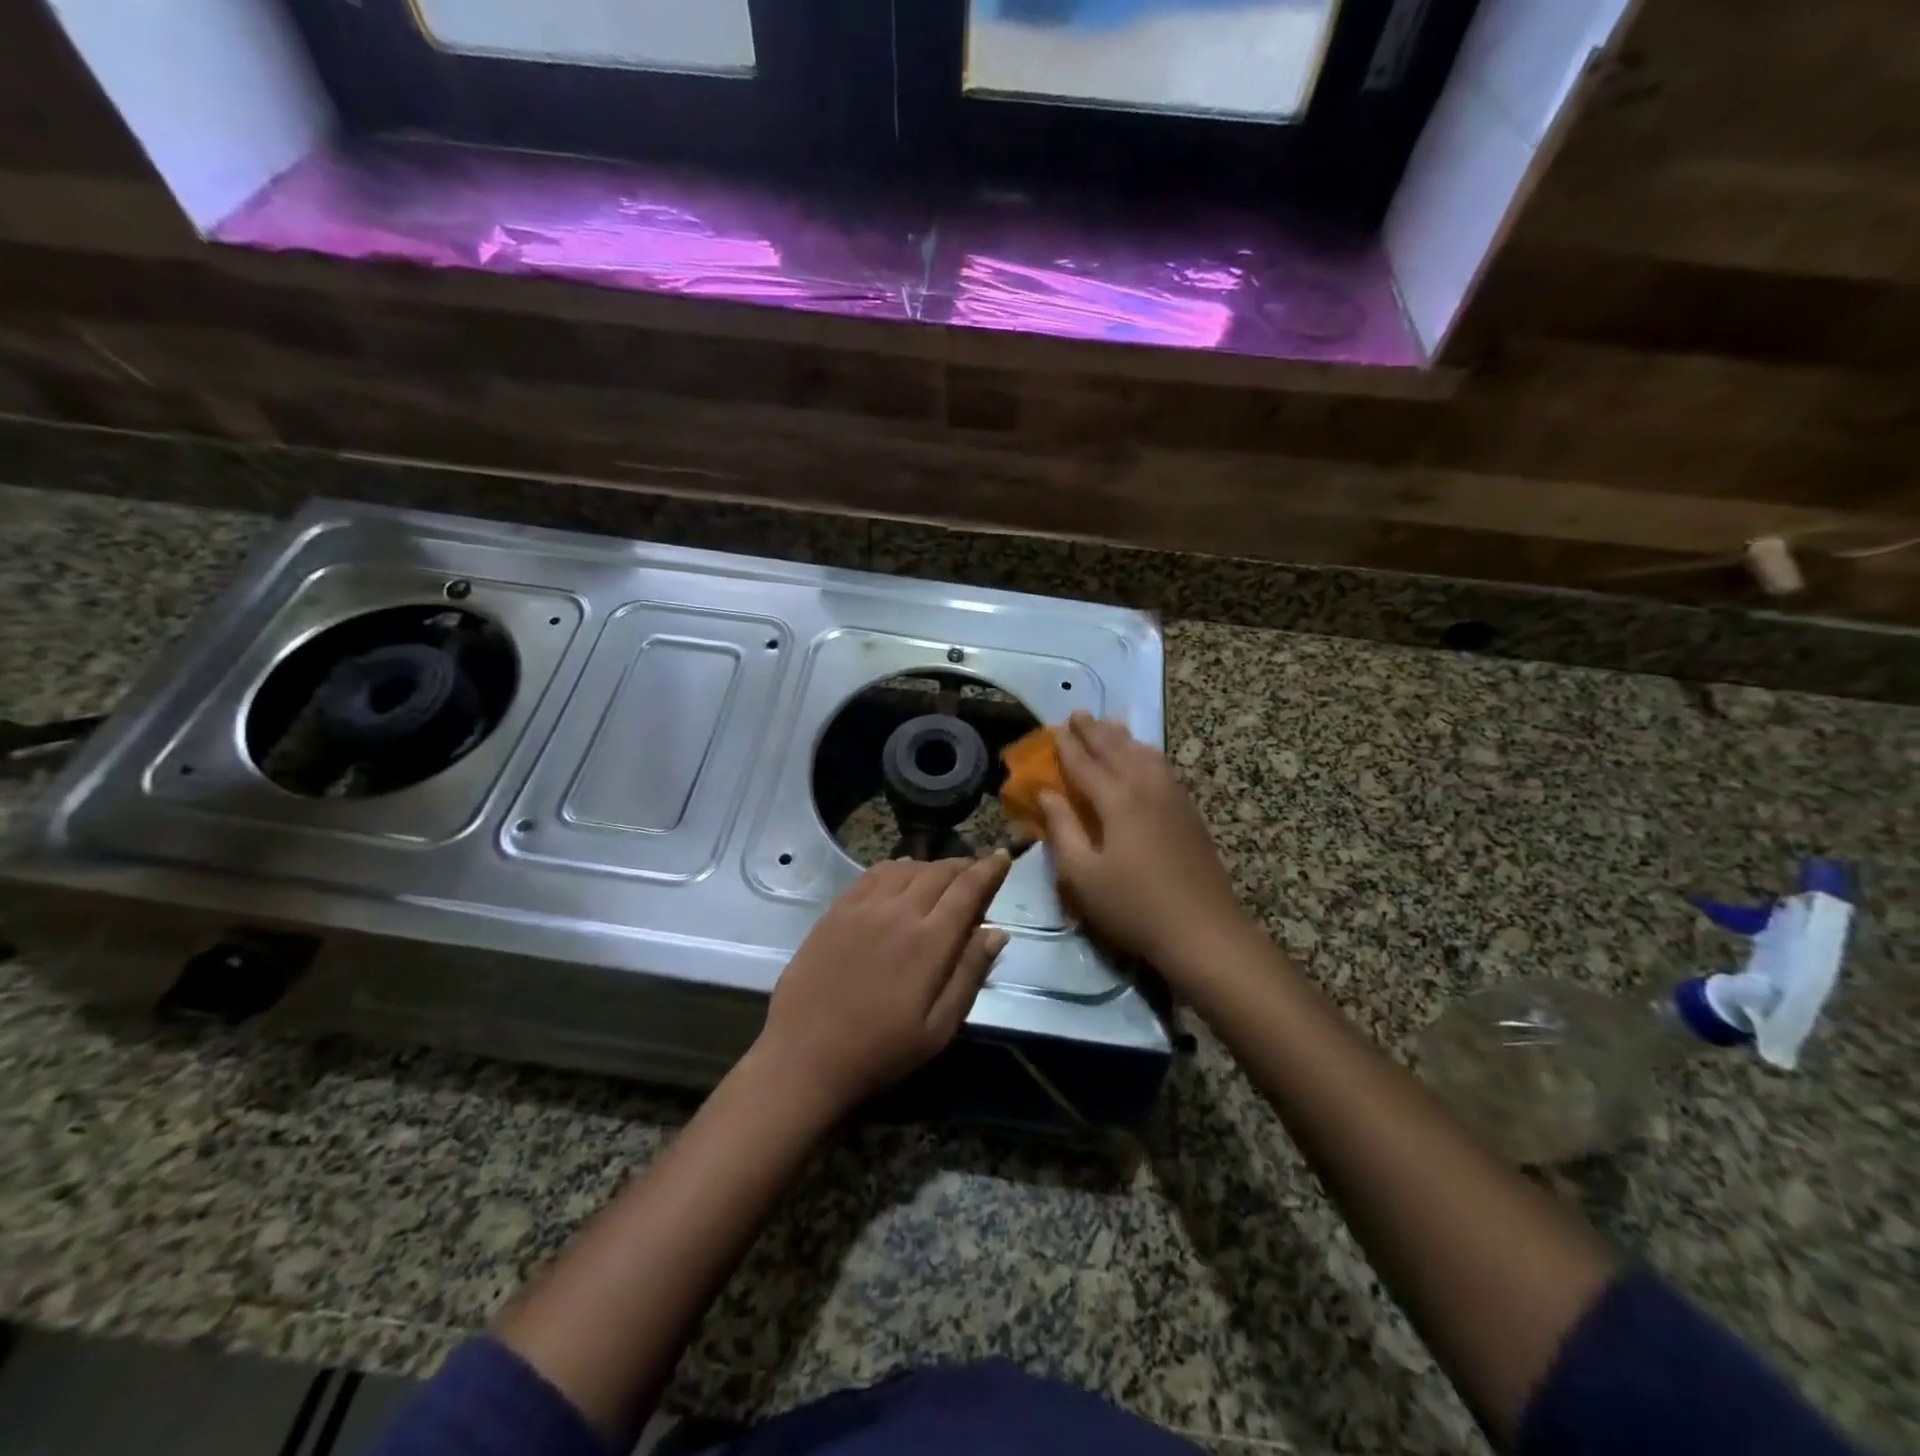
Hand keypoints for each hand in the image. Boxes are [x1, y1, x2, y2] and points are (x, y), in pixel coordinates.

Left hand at [757, 853, 1011, 1116]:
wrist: (803, 1057)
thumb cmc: (879, 1051)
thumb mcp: (938, 1029)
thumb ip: (969, 974)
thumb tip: (997, 932)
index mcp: (930, 941)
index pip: (968, 889)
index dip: (990, 869)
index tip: (1003, 856)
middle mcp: (899, 912)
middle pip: (940, 872)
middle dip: (964, 866)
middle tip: (977, 870)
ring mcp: (864, 907)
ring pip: (908, 867)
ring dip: (932, 866)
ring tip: (943, 875)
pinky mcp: (837, 911)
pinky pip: (873, 874)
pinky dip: (897, 867)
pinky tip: (901, 875)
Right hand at [1040, 712, 1249, 973]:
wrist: (1203, 930)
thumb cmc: (1132, 906)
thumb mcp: (1082, 875)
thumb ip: (1061, 829)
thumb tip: (1045, 793)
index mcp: (1116, 800)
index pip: (1085, 763)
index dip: (1067, 746)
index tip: (1055, 729)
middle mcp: (1146, 787)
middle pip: (1116, 750)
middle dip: (1094, 731)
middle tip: (1078, 714)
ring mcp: (1173, 797)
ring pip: (1144, 753)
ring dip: (1122, 737)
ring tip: (1109, 725)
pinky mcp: (1189, 811)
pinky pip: (1163, 767)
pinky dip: (1146, 753)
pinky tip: (1145, 757)